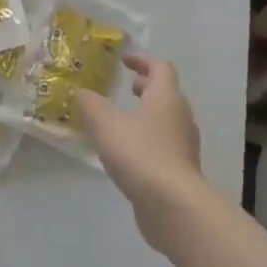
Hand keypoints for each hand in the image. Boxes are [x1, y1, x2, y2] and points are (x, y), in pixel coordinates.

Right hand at [75, 55, 214, 251]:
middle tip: (127, 87)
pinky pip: (164, 145)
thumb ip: (90, 105)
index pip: (161, 68)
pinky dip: (148, 140)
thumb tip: (82, 93)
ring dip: (148, 115)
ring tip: (123, 121)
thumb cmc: (140, 154)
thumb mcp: (105, 125)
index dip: (142, 61)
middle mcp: (180, 117)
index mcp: (165, 98)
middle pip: (167, 93)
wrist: (173, 205)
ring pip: (167, 120)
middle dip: (147, 88)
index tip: (124, 60)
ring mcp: (184, 145)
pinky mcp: (181, 170)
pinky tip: (128, 153)